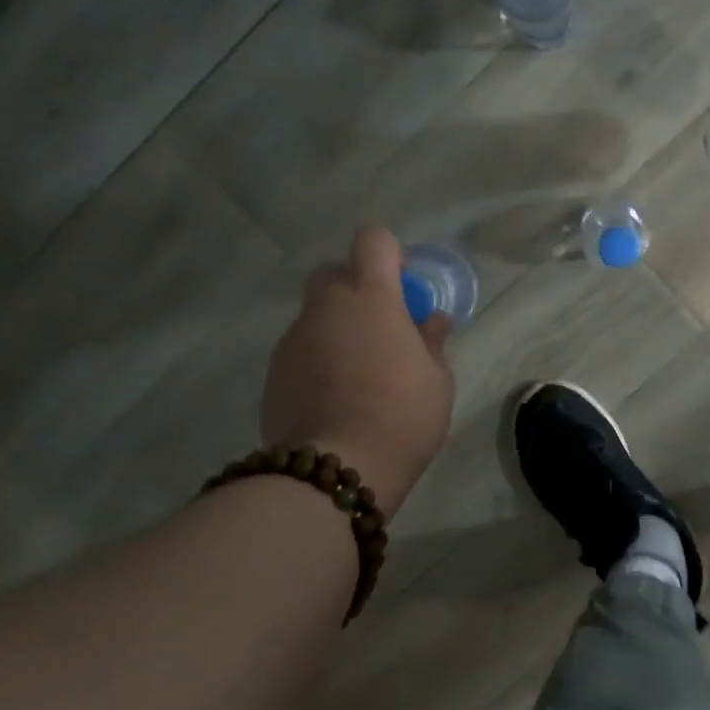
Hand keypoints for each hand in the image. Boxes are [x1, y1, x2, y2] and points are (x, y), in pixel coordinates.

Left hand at [260, 226, 454, 518]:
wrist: (336, 469)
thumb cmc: (402, 417)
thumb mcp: (437, 381)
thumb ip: (431, 342)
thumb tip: (430, 320)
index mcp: (371, 298)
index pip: (373, 241)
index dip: (390, 254)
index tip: (404, 285)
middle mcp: (325, 307)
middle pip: (334, 273)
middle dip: (356, 288)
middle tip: (380, 328)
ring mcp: (293, 339)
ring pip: (315, 316)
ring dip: (336, 329)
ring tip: (358, 374)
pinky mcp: (273, 372)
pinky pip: (300, 351)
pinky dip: (317, 361)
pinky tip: (334, 397)